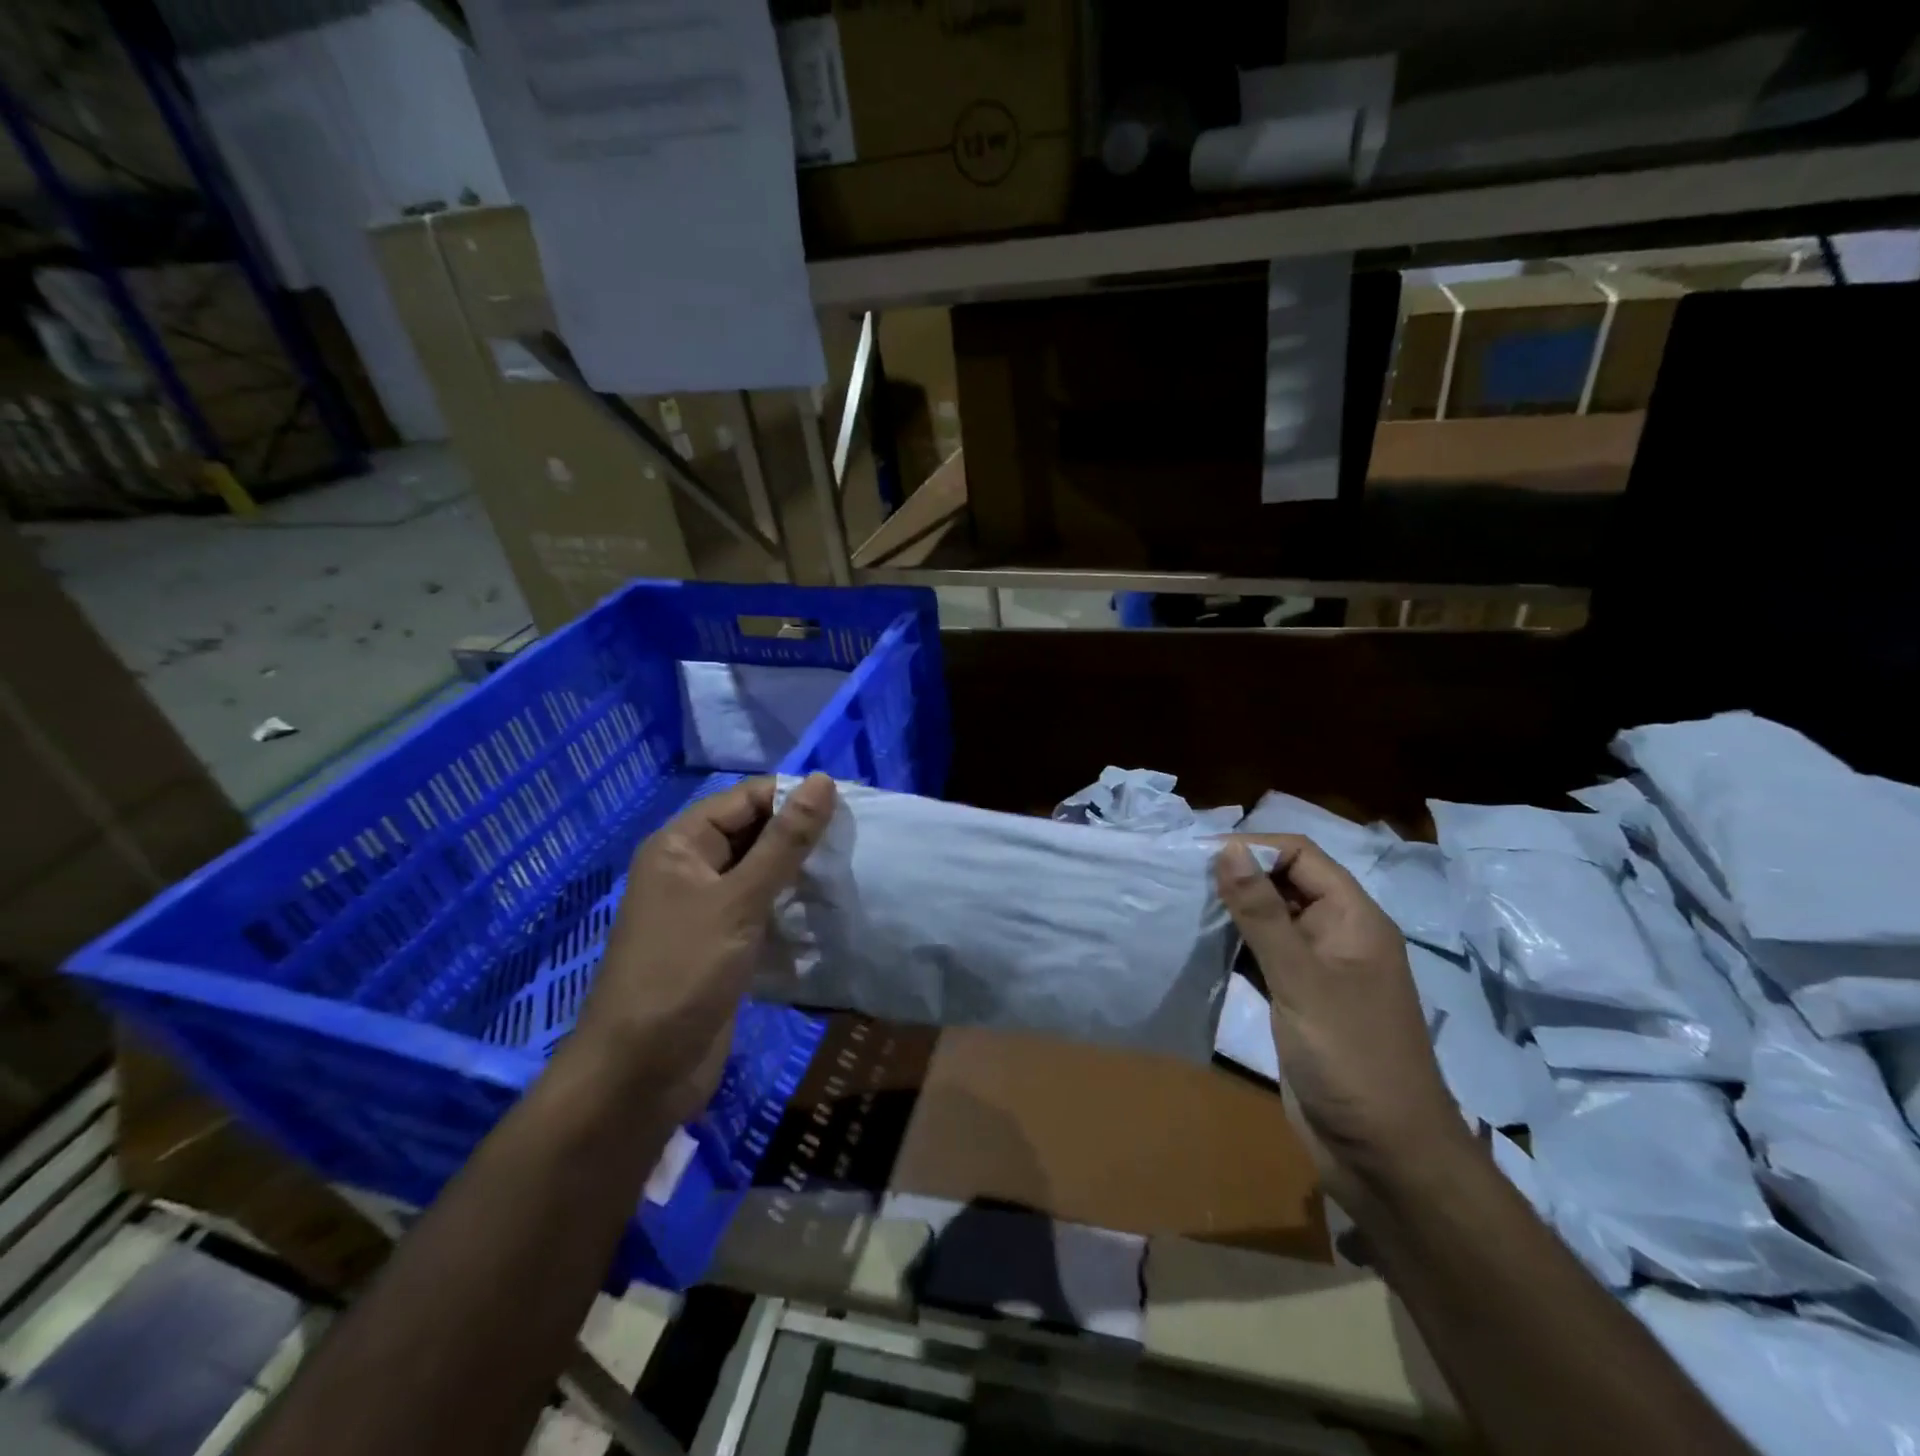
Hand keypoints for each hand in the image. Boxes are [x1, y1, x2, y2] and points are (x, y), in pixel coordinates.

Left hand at [570, 774, 835, 1126]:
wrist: (639, 1074)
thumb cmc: (683, 973)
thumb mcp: (739, 901)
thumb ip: (784, 842)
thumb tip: (823, 781)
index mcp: (681, 844)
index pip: (747, 798)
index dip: (795, 797)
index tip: (850, 806)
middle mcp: (691, 868)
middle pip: (754, 833)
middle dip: (801, 837)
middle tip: (857, 841)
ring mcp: (706, 909)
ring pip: (762, 874)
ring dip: (801, 874)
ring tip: (851, 872)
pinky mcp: (722, 945)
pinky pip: (762, 911)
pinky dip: (791, 909)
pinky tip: (828, 912)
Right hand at [1216, 836, 1468, 1201]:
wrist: (1385, 1155)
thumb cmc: (1351, 1058)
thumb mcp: (1302, 979)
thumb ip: (1262, 913)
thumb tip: (1227, 849)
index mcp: (1353, 918)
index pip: (1300, 856)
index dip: (1253, 848)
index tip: (1198, 856)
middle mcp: (1337, 935)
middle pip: (1284, 884)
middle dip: (1237, 877)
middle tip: (1180, 880)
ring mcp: (1318, 970)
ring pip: (1270, 921)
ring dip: (1231, 912)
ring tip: (1180, 906)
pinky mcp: (1299, 1001)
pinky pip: (1263, 957)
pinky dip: (1233, 947)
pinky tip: (1198, 947)